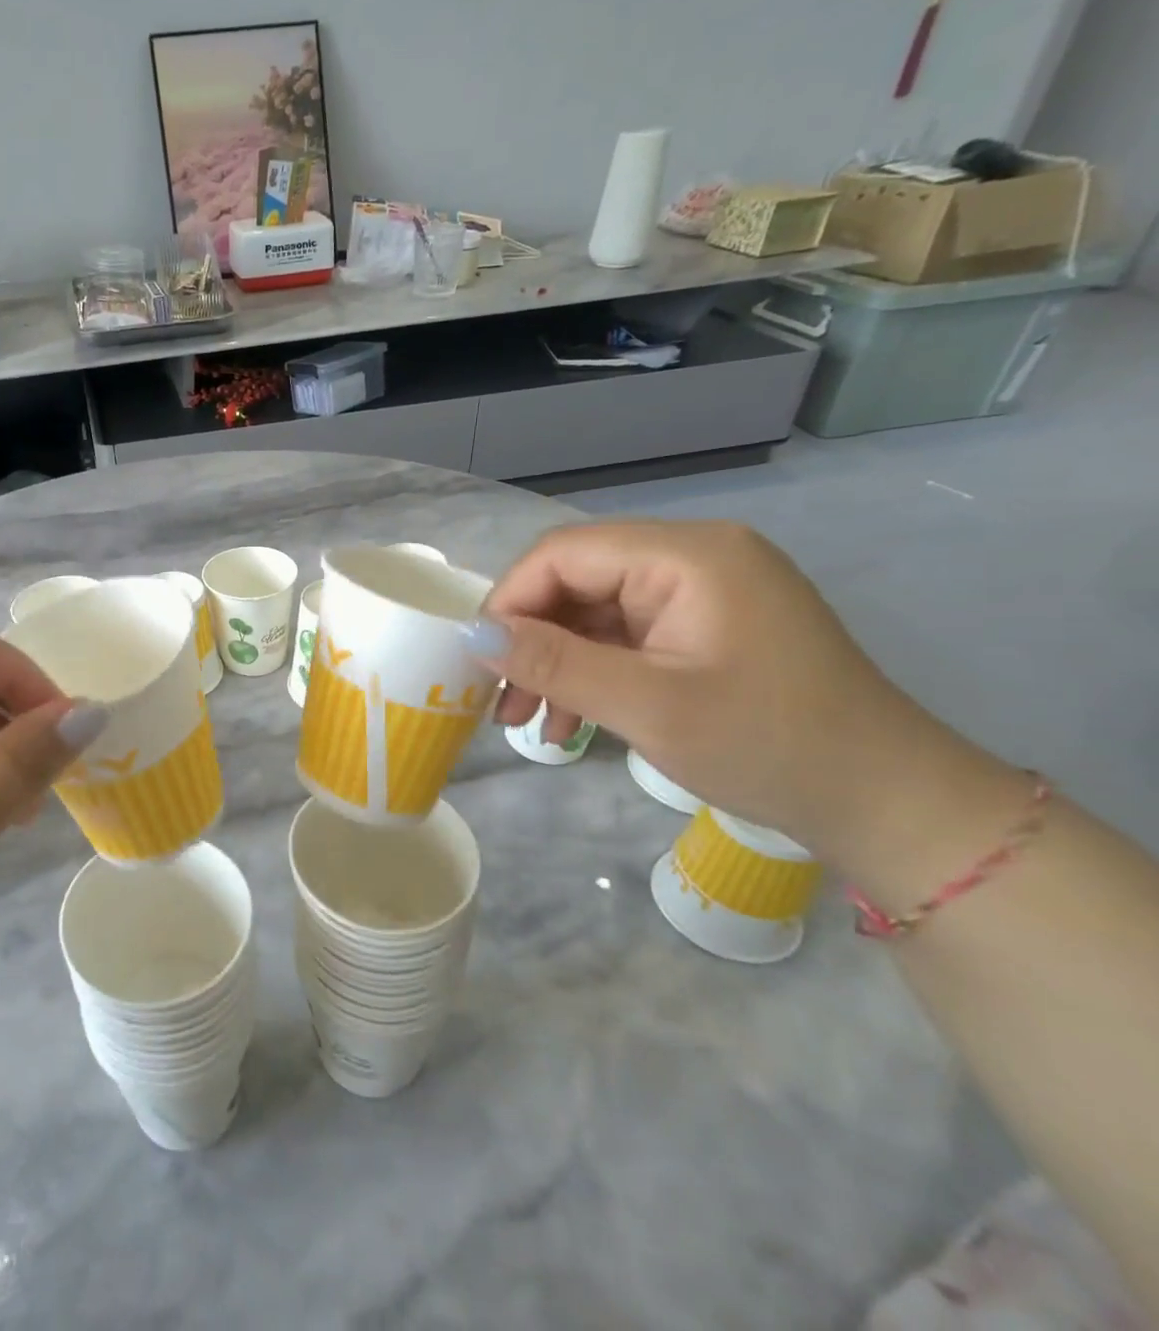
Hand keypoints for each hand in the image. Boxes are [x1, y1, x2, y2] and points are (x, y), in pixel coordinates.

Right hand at [475, 520, 949, 859]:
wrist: (885, 803)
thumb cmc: (768, 746)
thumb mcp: (647, 706)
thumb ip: (554, 662)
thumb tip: (471, 633)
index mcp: (687, 556)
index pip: (563, 553)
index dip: (509, 600)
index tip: (478, 659)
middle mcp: (693, 558)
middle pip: (575, 580)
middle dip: (529, 640)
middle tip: (499, 701)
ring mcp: (700, 594)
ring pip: (592, 613)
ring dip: (553, 663)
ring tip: (525, 720)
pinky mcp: (703, 628)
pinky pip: (623, 637)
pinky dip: (589, 674)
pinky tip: (569, 721)